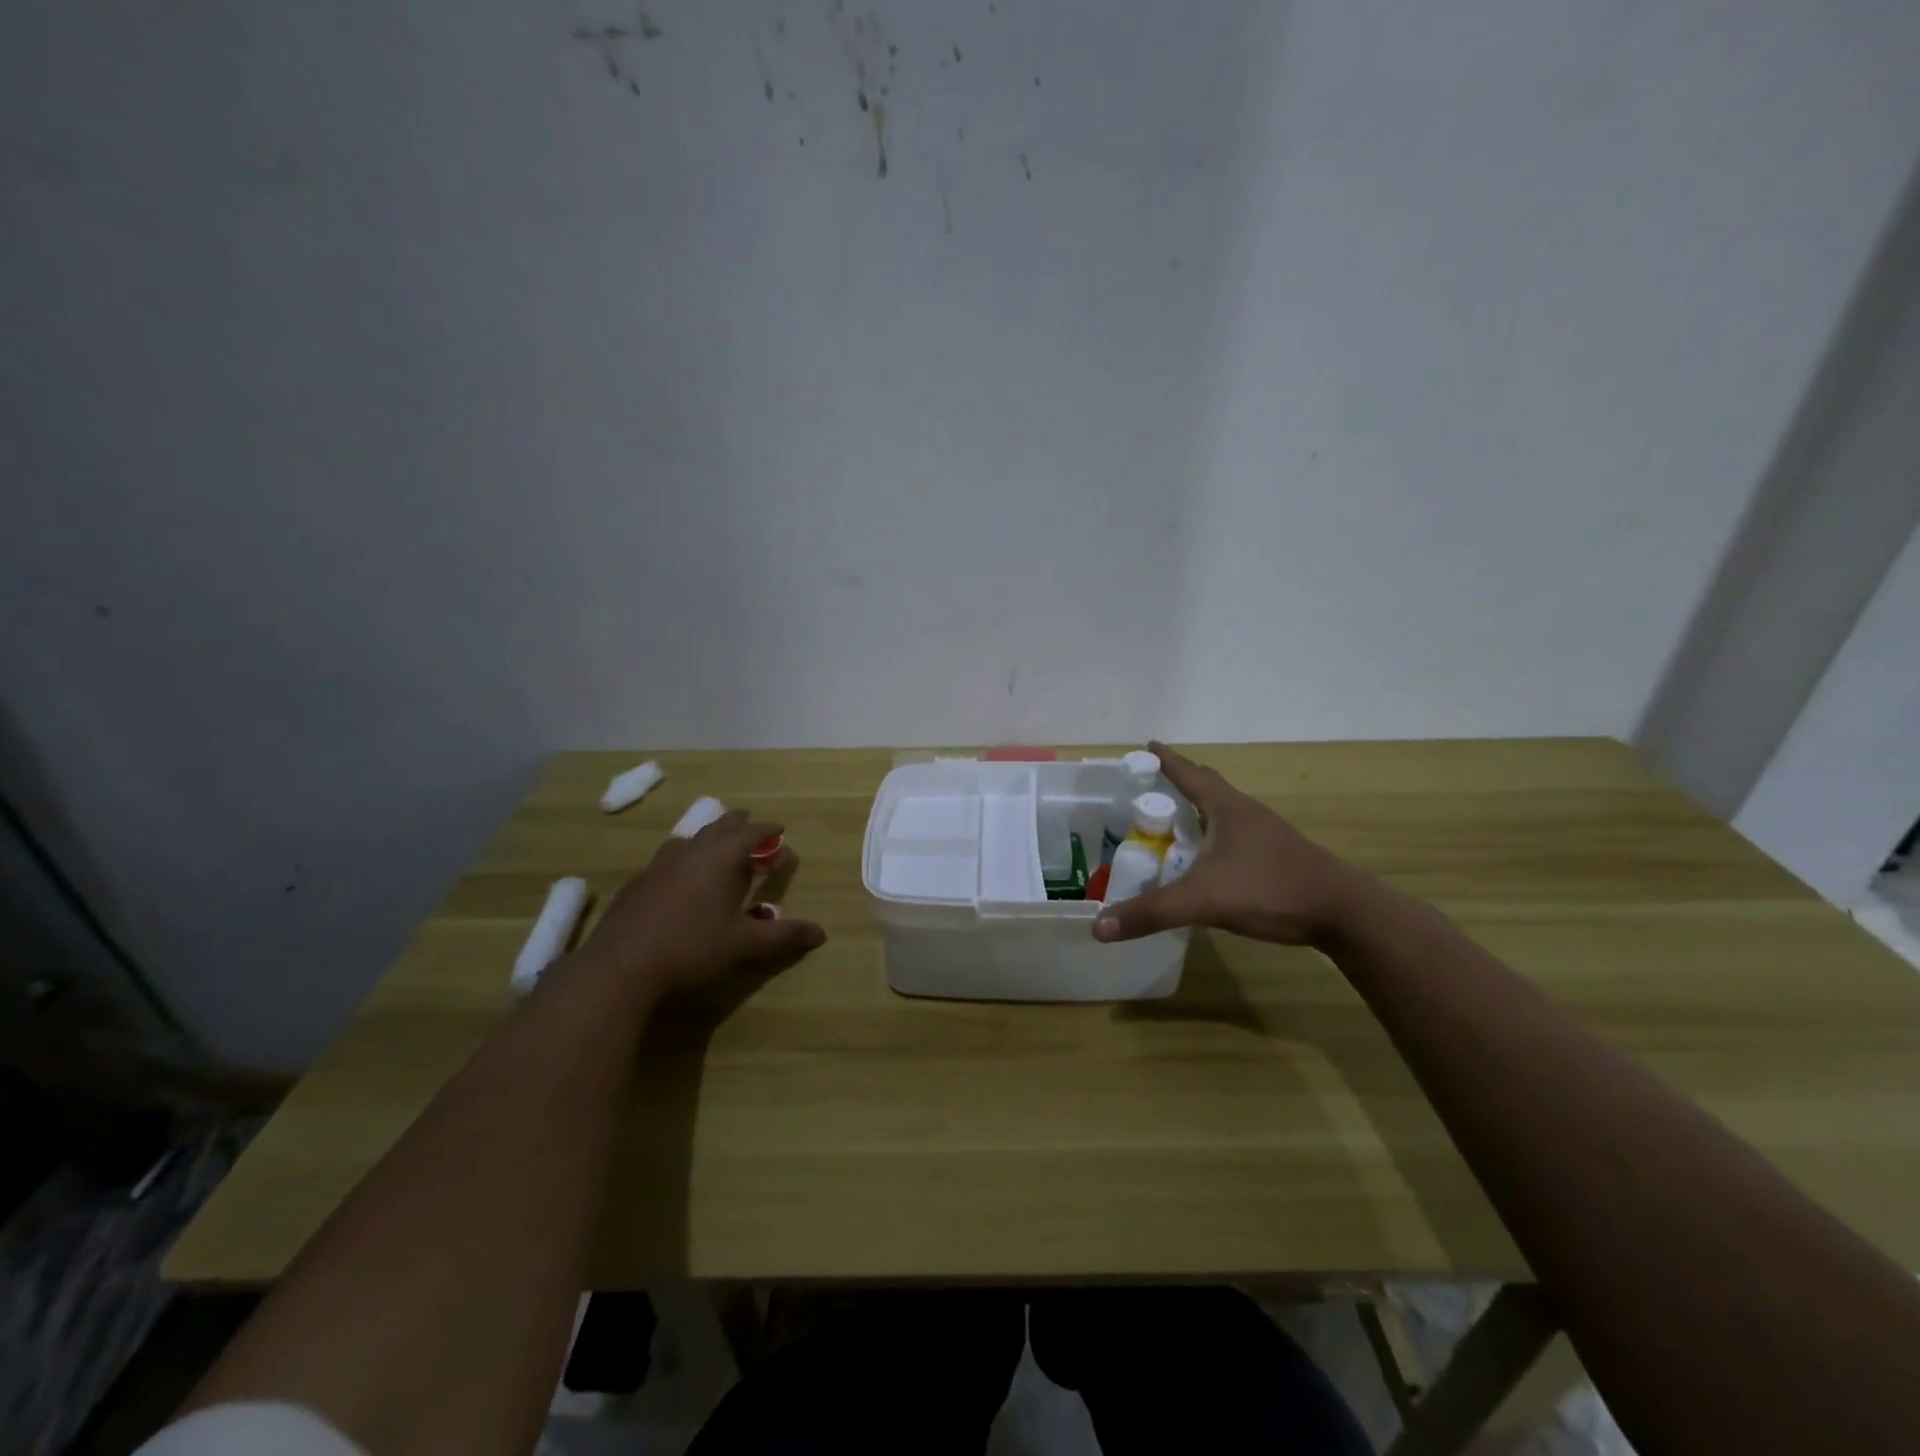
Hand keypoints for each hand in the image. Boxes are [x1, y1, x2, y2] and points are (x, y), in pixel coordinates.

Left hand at [577, 809, 826, 998]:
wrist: (620, 966)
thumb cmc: (692, 948)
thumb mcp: (745, 944)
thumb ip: (784, 936)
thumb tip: (821, 933)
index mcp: (720, 857)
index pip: (751, 833)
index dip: (768, 830)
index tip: (780, 830)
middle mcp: (691, 851)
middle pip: (719, 826)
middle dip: (739, 825)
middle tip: (752, 827)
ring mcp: (660, 864)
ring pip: (691, 839)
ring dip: (710, 839)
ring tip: (718, 849)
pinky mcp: (638, 882)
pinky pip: (670, 858)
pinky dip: (686, 859)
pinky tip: (682, 880)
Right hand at [1092, 742, 1372, 946]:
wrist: (1343, 912)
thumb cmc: (1269, 889)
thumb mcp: (1203, 900)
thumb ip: (1151, 913)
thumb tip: (1099, 927)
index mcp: (1226, 808)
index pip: (1189, 773)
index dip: (1166, 760)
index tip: (1146, 746)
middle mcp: (1245, 813)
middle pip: (1207, 787)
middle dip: (1179, 783)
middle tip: (1151, 788)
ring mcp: (1265, 834)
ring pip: (1222, 813)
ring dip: (1197, 812)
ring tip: (1172, 824)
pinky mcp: (1275, 857)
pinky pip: (1234, 836)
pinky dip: (1212, 838)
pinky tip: (1205, 861)